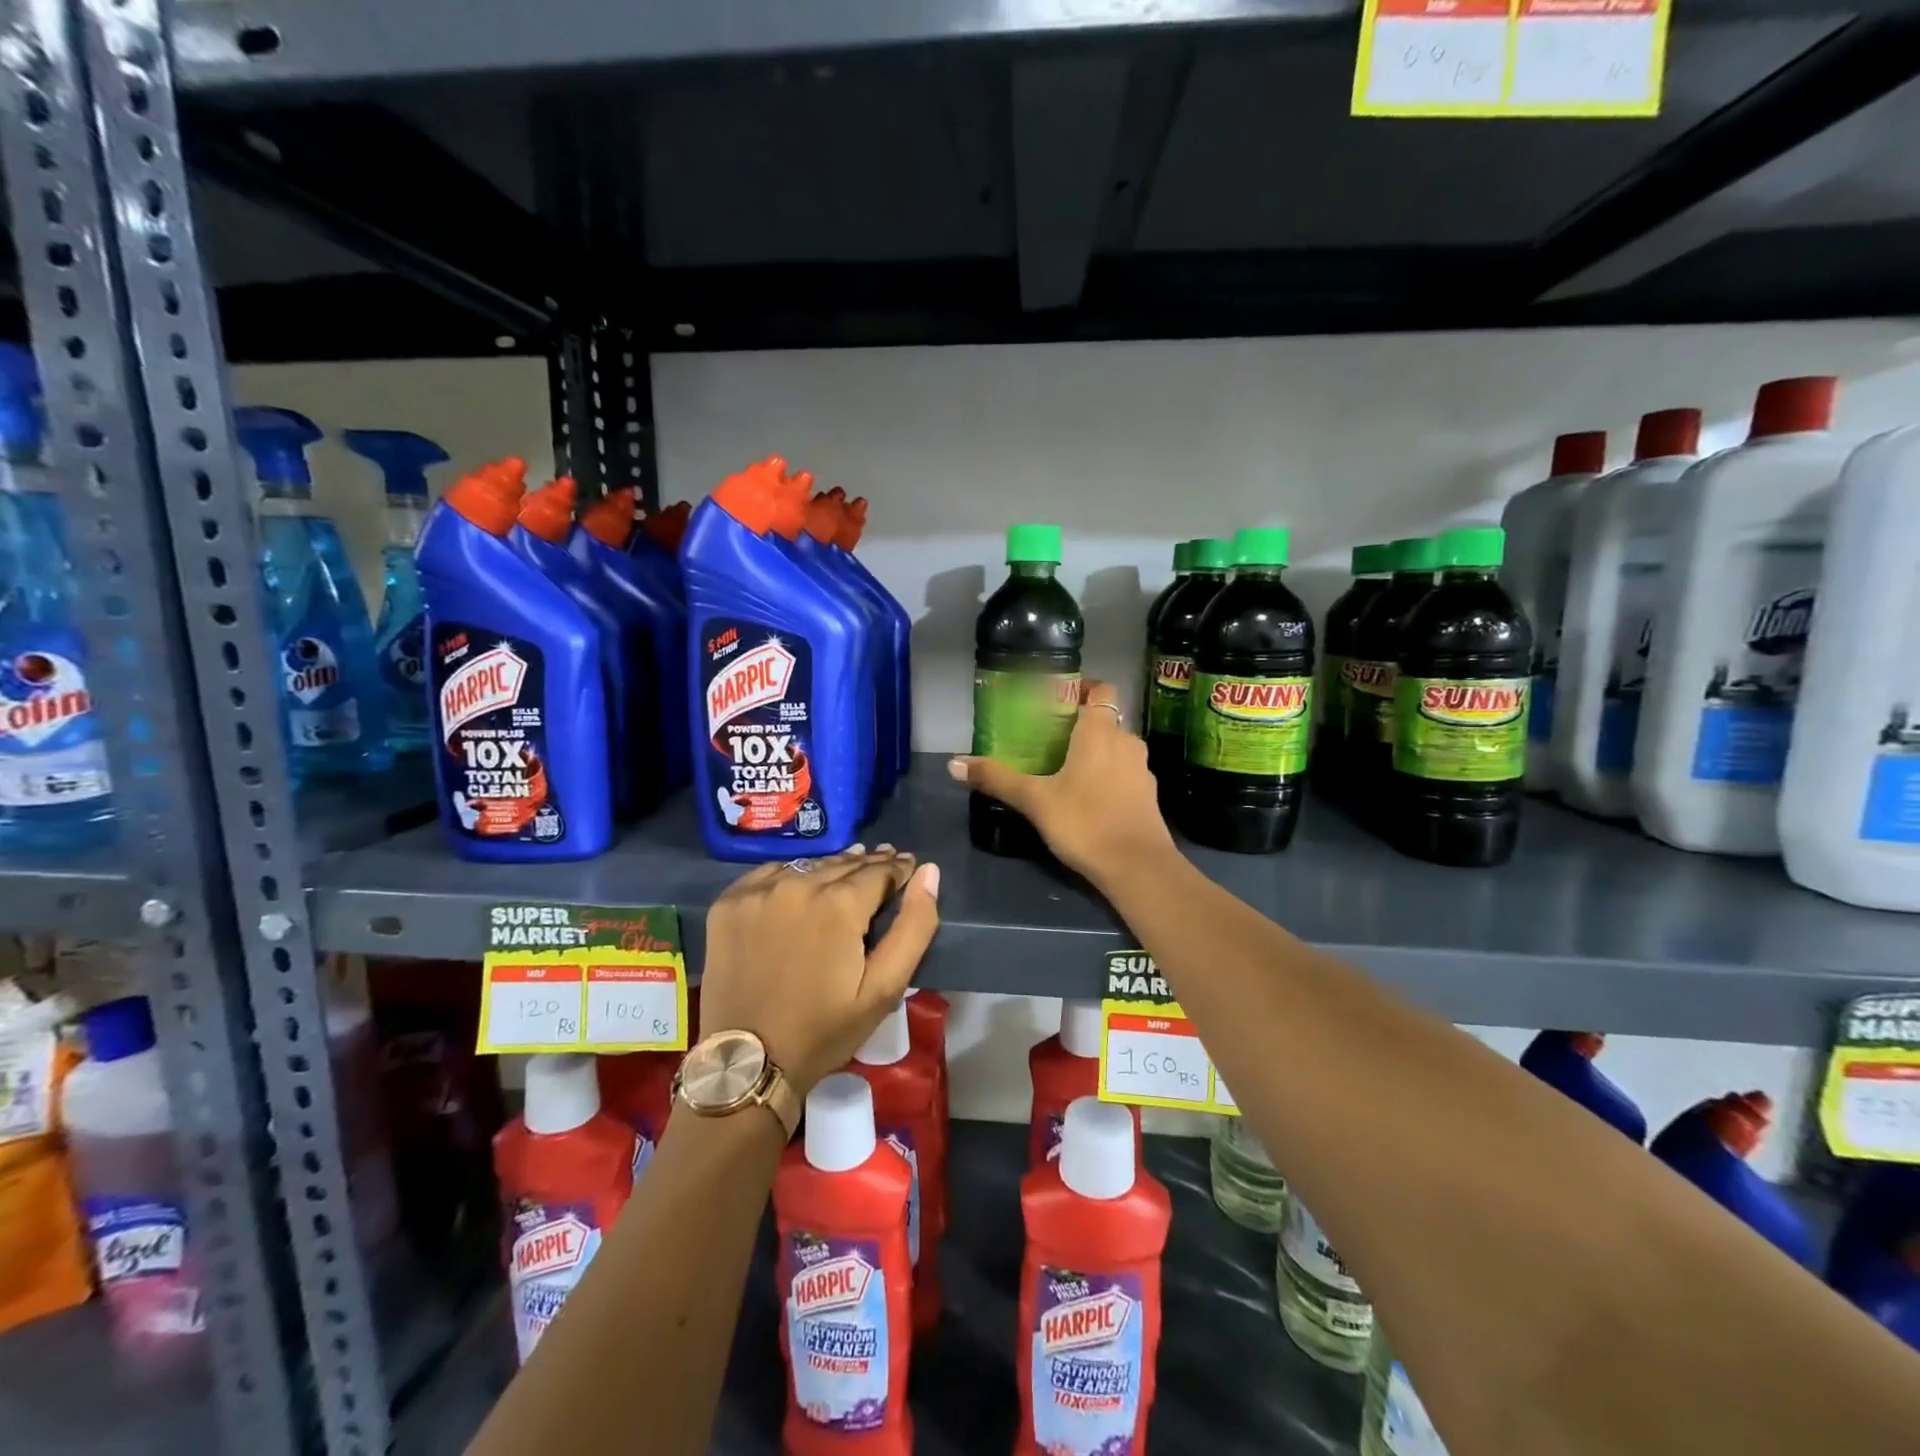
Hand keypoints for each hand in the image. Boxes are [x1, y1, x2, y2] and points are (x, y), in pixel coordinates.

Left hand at [699, 847, 940, 1094]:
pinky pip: (770, 874)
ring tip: (848, 869)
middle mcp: (798, 884)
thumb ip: (914, 927)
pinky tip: (801, 885)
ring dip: (832, 868)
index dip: (898, 868)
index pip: (880, 870)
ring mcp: (758, 891)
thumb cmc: (823, 1029)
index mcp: (840, 903)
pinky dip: (791, 876)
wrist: (746, 1062)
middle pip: (844, 864)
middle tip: (884, 860)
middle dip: (868, 865)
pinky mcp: (729, 902)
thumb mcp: (883, 988)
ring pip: (808, 866)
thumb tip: (928, 872)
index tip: (907, 865)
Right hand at [948, 679, 1176, 884]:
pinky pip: (1125, 772)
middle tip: (1049, 735)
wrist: (1138, 868)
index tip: (1057, 699)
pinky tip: (1088, 795)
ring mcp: (1142, 769)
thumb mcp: (1035, 800)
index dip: (1083, 688)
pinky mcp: (1148, 795)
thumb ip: (997, 778)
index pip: (1102, 689)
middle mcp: (1126, 741)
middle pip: (1106, 718)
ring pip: (1117, 746)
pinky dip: (1109, 774)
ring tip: (1065, 765)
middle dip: (1081, 723)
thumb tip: (953, 763)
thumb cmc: (1085, 822)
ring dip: (1096, 750)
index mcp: (1101, 731)